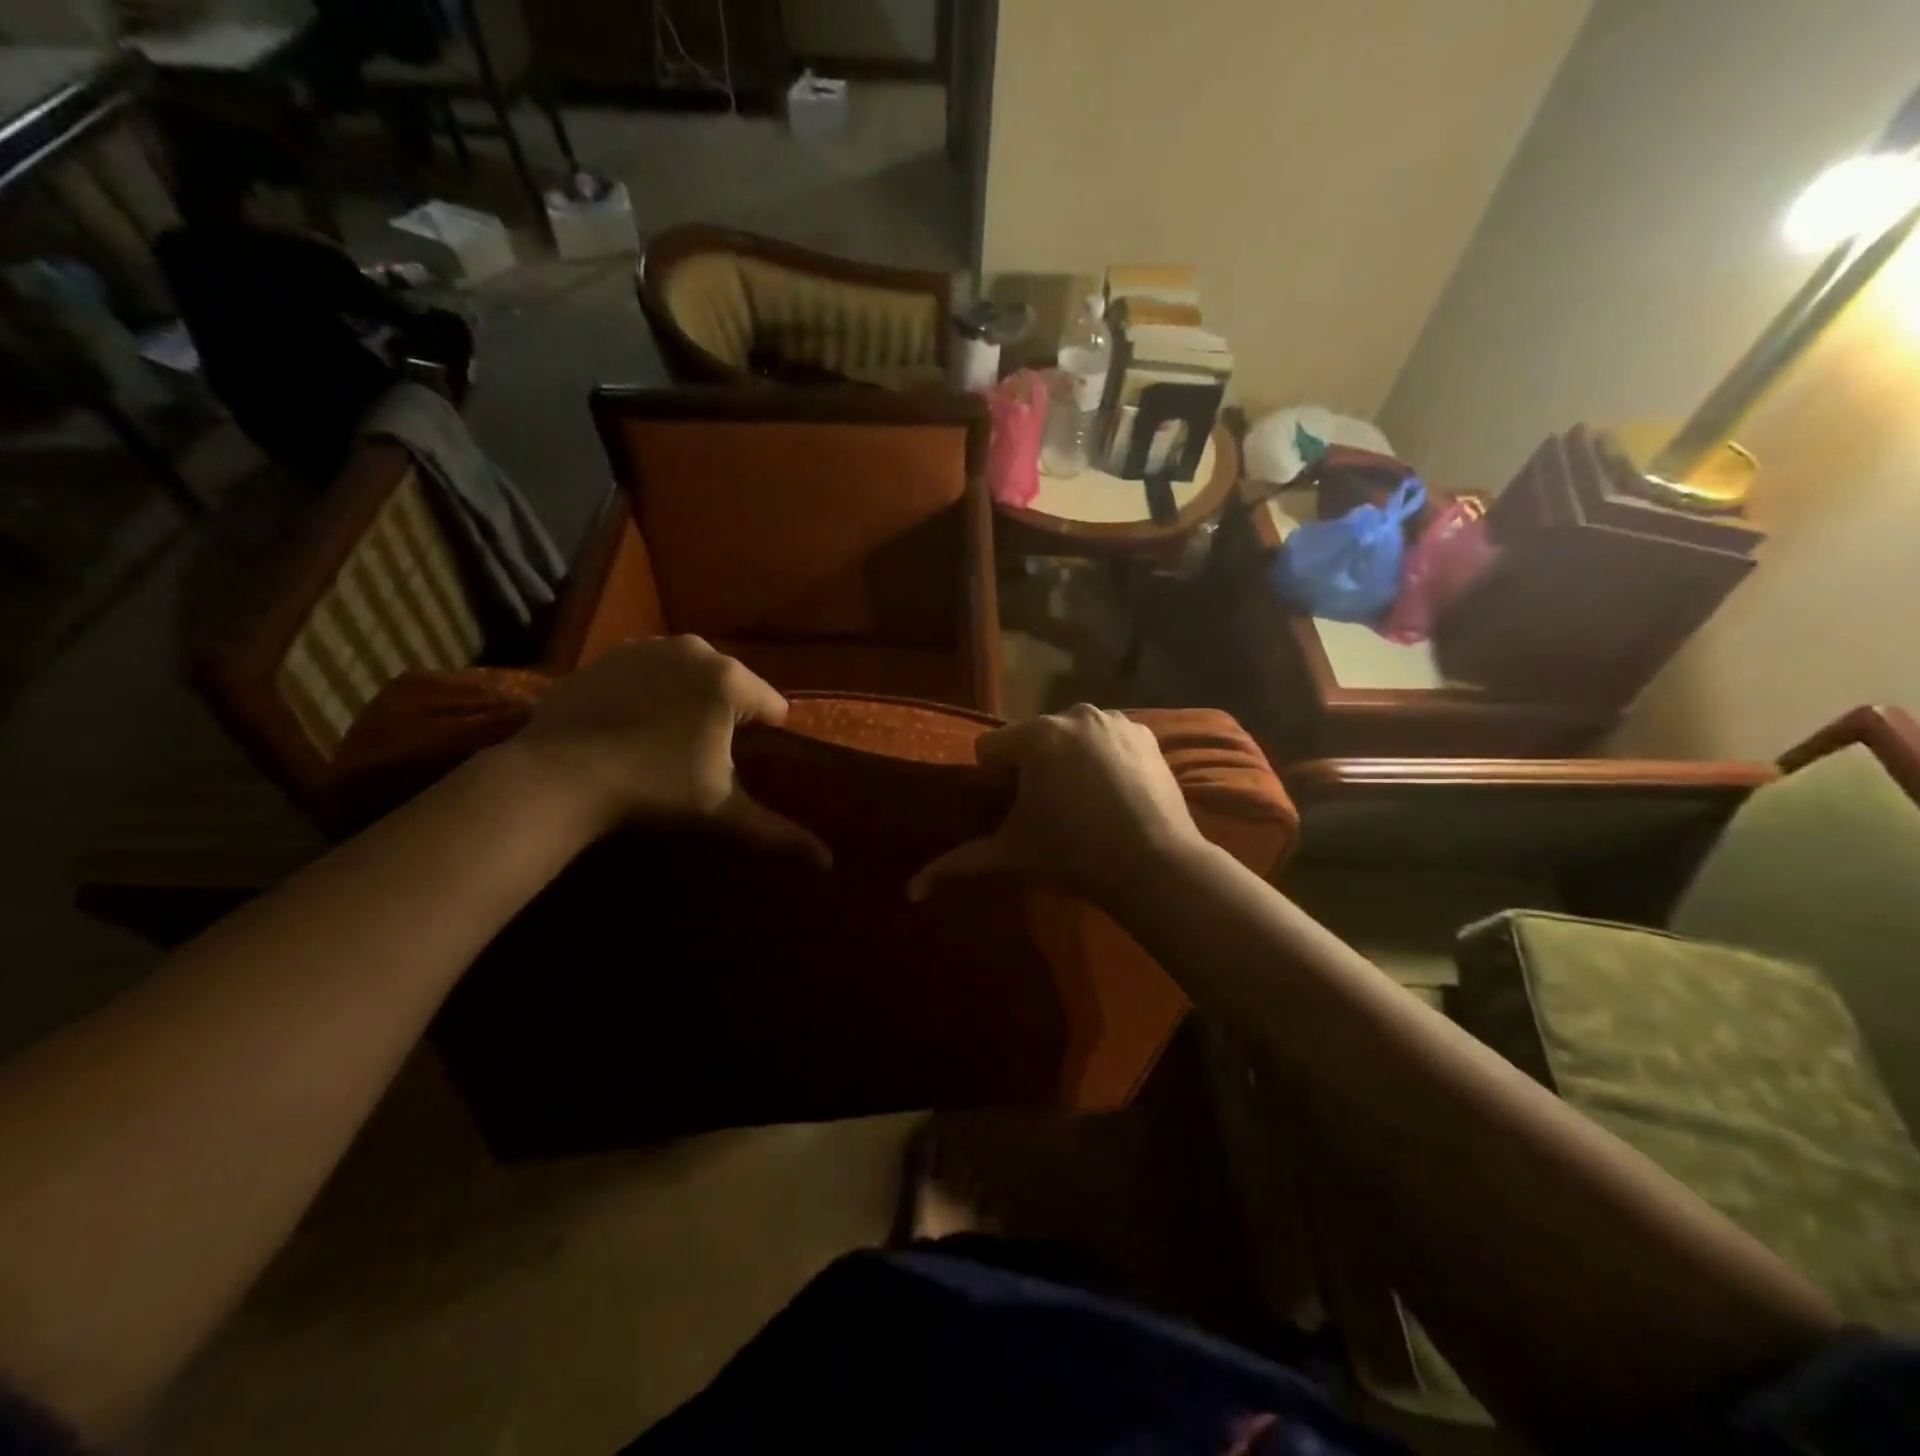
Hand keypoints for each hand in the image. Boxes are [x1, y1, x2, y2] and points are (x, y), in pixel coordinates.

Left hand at [509, 637, 829, 864]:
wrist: (560, 775)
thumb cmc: (654, 789)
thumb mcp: (722, 811)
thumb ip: (778, 832)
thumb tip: (829, 863)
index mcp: (731, 680)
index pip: (773, 706)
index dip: (764, 738)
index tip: (738, 764)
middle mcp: (696, 650)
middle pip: (733, 686)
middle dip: (726, 715)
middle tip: (702, 756)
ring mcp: (649, 647)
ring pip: (691, 675)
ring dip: (689, 700)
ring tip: (666, 741)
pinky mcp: (610, 654)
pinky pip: (650, 671)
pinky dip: (650, 691)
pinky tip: (632, 724)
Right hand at [908, 704, 1206, 905]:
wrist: (1155, 866)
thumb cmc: (1073, 856)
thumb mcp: (1011, 856)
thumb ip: (958, 864)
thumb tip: (911, 891)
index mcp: (1037, 736)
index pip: (990, 748)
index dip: (995, 780)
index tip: (1017, 811)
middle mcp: (1075, 714)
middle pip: (1032, 739)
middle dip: (1032, 768)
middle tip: (1050, 812)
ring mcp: (1115, 721)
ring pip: (1070, 736)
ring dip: (1067, 760)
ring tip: (1084, 804)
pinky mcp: (1145, 734)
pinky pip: (1106, 739)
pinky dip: (1103, 758)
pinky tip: (1114, 793)